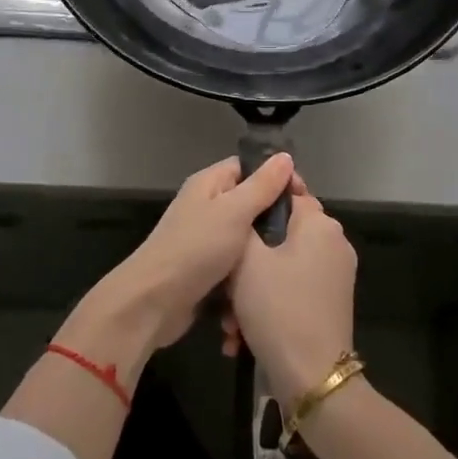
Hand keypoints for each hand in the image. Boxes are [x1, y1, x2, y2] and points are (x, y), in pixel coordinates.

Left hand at [91, 153, 293, 351]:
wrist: (153, 302)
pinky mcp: (206, 269)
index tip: (304, 197)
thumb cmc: (195, 249)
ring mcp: (205, 239)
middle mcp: (206, 206)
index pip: (249, 168)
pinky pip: (236, 263)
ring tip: (290, 258)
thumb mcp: (234, 212)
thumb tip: (285, 157)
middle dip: (274, 216)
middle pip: (249, 202)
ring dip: (263, 249)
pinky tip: (268, 281)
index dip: (277, 177)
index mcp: (209, 184)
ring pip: (245, 236)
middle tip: (301, 232)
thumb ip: (261, 186)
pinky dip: (249, 272)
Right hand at [224, 186, 357, 407]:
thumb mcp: (247, 258)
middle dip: (247, 260)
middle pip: (280, 235)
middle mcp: (333, 244)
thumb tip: (253, 200)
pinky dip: (267, 306)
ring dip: (251, 291)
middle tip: (223, 284)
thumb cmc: (278, 307)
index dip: (256, 199)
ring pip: (281, 267)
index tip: (230, 215)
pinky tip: (241, 337)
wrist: (312, 379)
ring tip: (228, 322)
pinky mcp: (329, 305)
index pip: (287, 192)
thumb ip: (247, 221)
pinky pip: (291, 291)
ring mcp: (334, 277)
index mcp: (320, 224)